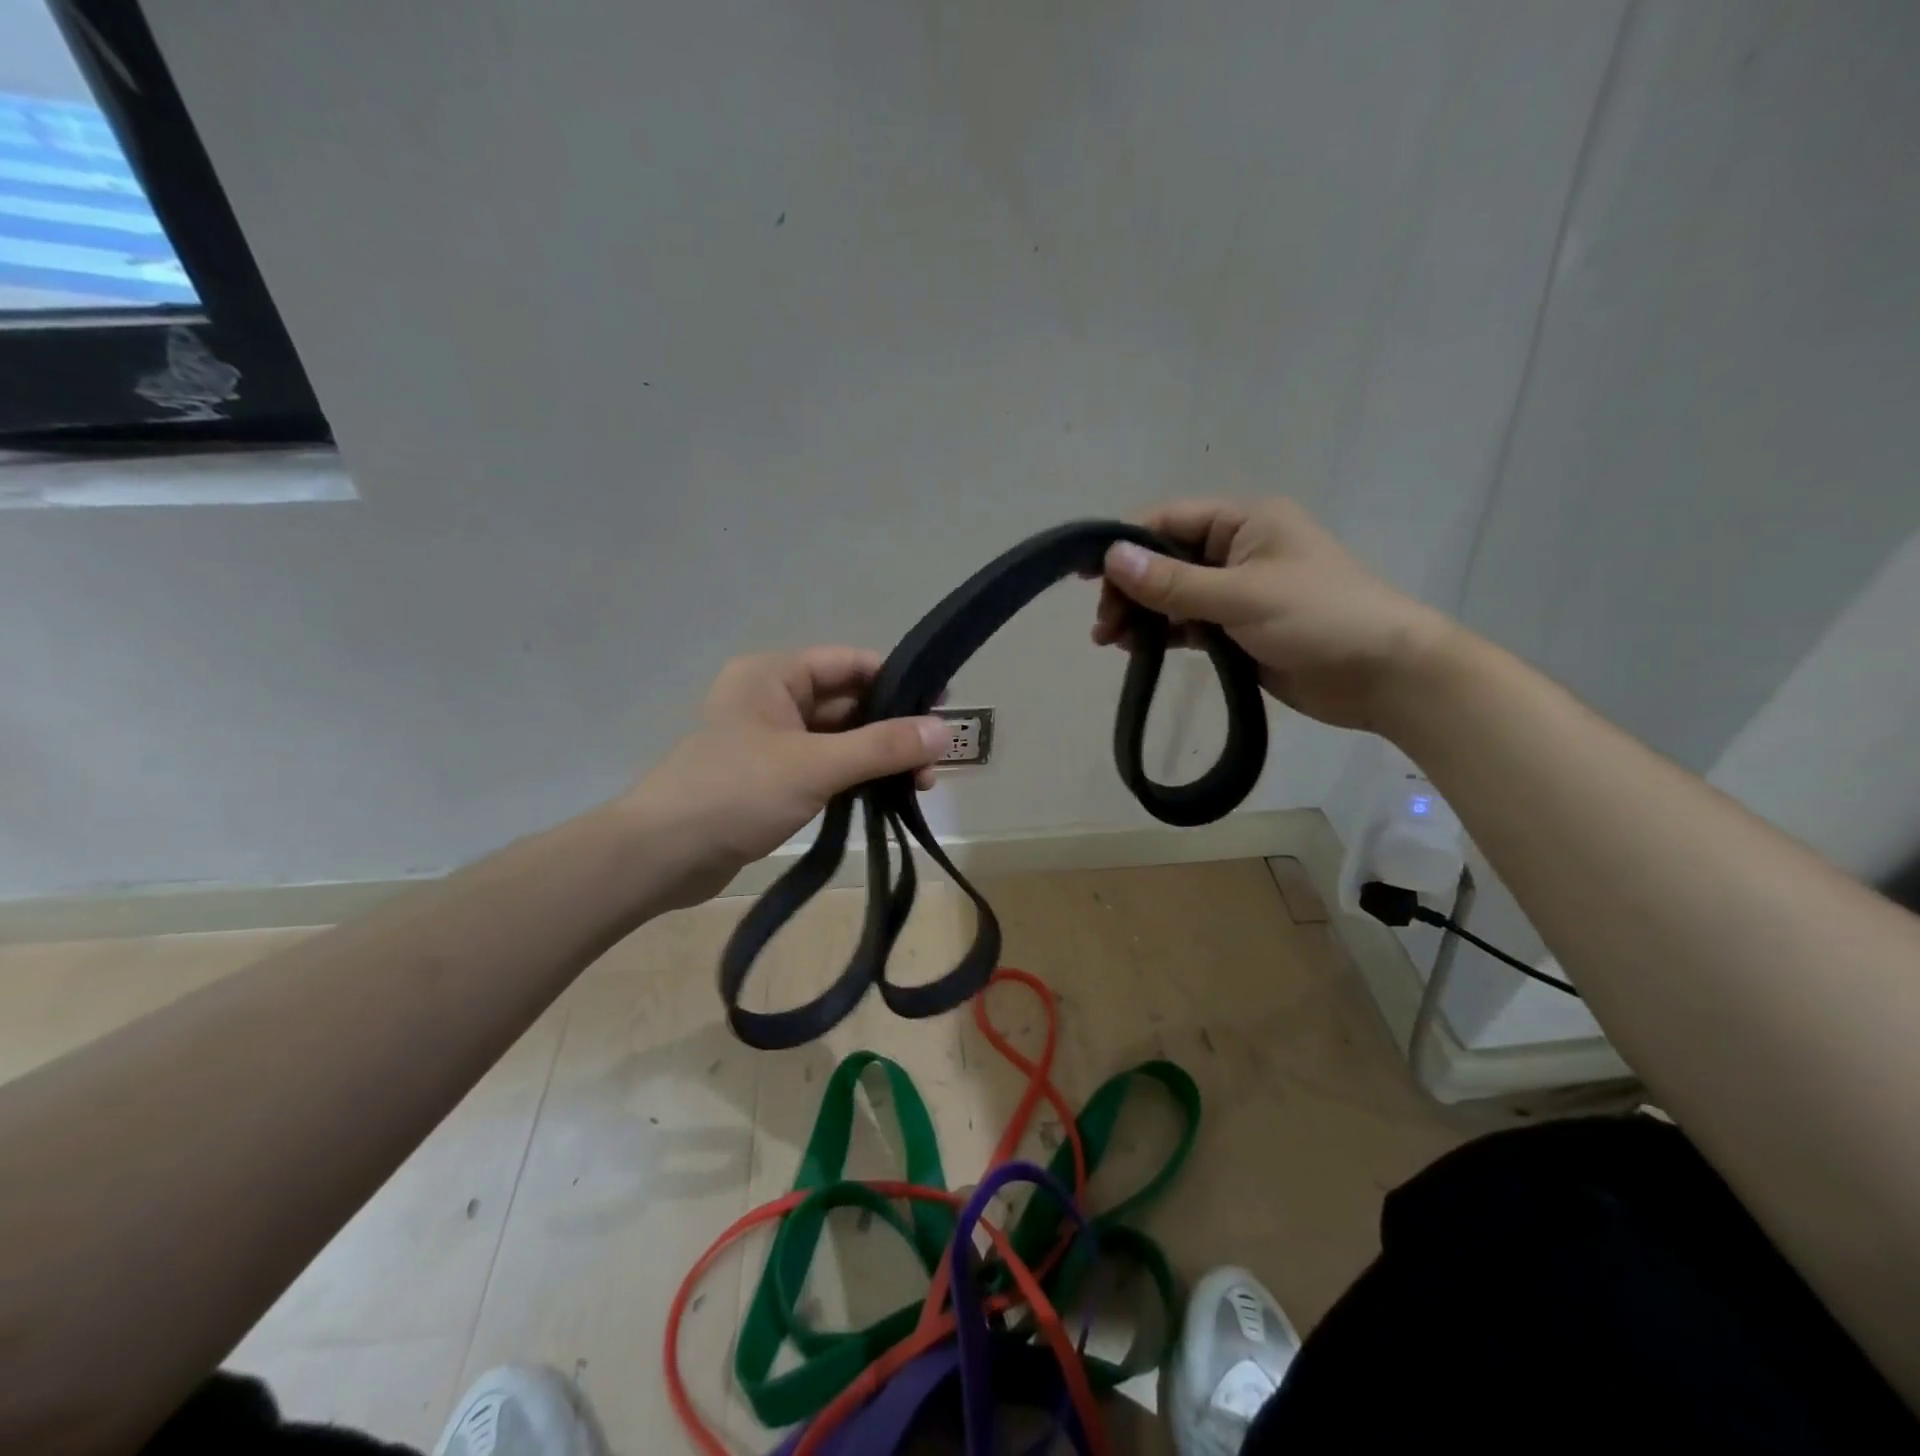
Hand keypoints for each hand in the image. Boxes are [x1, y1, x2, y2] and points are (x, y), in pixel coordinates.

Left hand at [620, 648, 948, 908]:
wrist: (662, 856)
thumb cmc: (736, 793)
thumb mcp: (816, 765)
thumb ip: (882, 746)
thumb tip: (945, 731)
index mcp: (774, 675)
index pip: (851, 663)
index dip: (899, 681)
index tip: (943, 708)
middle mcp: (773, 698)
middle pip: (849, 701)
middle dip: (894, 727)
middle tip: (937, 758)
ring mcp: (771, 740)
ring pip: (840, 738)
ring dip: (879, 756)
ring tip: (921, 784)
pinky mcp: (772, 778)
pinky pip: (825, 766)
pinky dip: (856, 777)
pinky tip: (888, 796)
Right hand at [1092, 498, 1452, 731]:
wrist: (1384, 675)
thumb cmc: (1319, 618)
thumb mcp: (1242, 595)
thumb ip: (1174, 581)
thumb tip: (1112, 557)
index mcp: (1245, 522)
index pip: (1169, 521)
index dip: (1125, 543)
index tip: (1087, 575)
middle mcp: (1238, 549)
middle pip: (1166, 559)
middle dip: (1130, 587)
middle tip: (1103, 624)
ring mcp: (1237, 591)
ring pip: (1173, 594)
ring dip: (1140, 613)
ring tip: (1108, 641)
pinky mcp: (1238, 628)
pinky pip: (1188, 622)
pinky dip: (1162, 633)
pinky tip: (1136, 649)